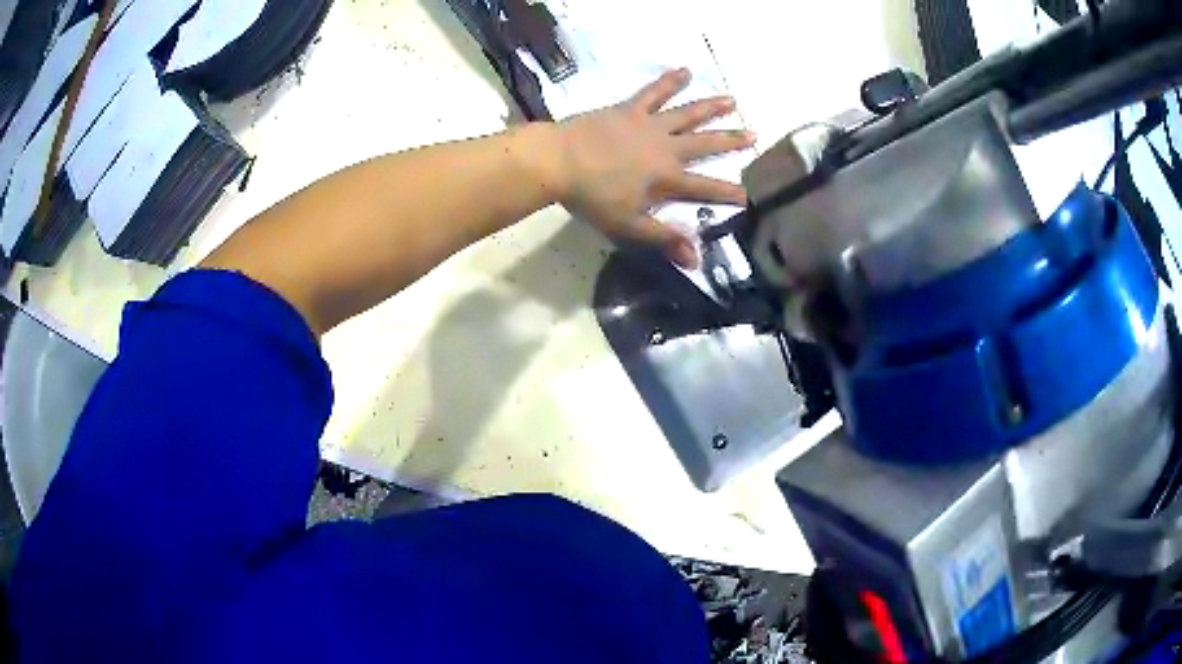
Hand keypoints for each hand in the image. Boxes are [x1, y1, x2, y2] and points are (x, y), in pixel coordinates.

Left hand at [554, 69, 754, 267]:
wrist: (558, 161)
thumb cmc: (592, 197)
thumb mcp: (629, 226)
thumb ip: (664, 238)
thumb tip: (697, 260)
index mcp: (667, 178)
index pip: (705, 188)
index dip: (728, 193)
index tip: (749, 195)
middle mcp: (667, 148)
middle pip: (705, 144)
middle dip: (731, 141)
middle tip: (754, 135)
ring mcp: (650, 124)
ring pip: (688, 113)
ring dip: (711, 107)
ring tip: (732, 100)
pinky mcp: (631, 109)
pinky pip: (654, 92)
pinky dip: (670, 81)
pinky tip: (685, 70)